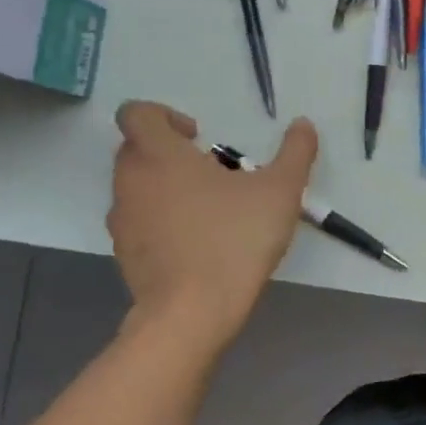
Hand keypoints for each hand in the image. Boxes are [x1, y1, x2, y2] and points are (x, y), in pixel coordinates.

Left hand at [107, 101, 316, 343]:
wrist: (193, 311)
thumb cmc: (235, 239)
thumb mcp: (281, 191)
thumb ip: (295, 152)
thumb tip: (303, 125)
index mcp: (159, 154)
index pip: (137, 113)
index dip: (165, 115)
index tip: (200, 137)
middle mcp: (130, 180)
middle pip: (137, 148)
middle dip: (172, 152)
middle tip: (214, 172)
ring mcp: (122, 219)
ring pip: (138, 187)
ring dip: (167, 186)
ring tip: (211, 209)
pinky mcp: (125, 253)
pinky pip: (140, 222)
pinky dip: (163, 221)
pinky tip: (200, 242)